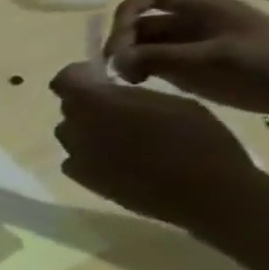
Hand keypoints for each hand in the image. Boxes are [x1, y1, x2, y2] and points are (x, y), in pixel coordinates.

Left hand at [50, 61, 263, 228]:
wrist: (204, 192)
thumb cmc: (198, 140)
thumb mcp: (171, 102)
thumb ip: (128, 95)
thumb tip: (106, 91)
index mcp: (95, 103)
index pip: (64, 80)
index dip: (79, 76)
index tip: (100, 78)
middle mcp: (74, 127)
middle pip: (71, 108)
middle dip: (91, 105)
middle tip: (124, 111)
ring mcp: (73, 154)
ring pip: (73, 133)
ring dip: (91, 130)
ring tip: (128, 138)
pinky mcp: (78, 177)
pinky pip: (76, 158)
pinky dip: (92, 154)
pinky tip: (122, 161)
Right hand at [105, 0, 268, 112]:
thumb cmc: (265, 62)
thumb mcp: (211, 56)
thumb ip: (159, 56)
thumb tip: (115, 59)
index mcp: (201, 9)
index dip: (127, 12)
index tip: (118, 41)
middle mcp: (190, 22)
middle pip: (140, 24)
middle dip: (122, 43)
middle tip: (116, 69)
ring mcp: (189, 44)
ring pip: (142, 45)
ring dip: (127, 59)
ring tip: (128, 80)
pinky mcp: (189, 65)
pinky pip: (152, 61)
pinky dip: (137, 70)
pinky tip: (139, 84)